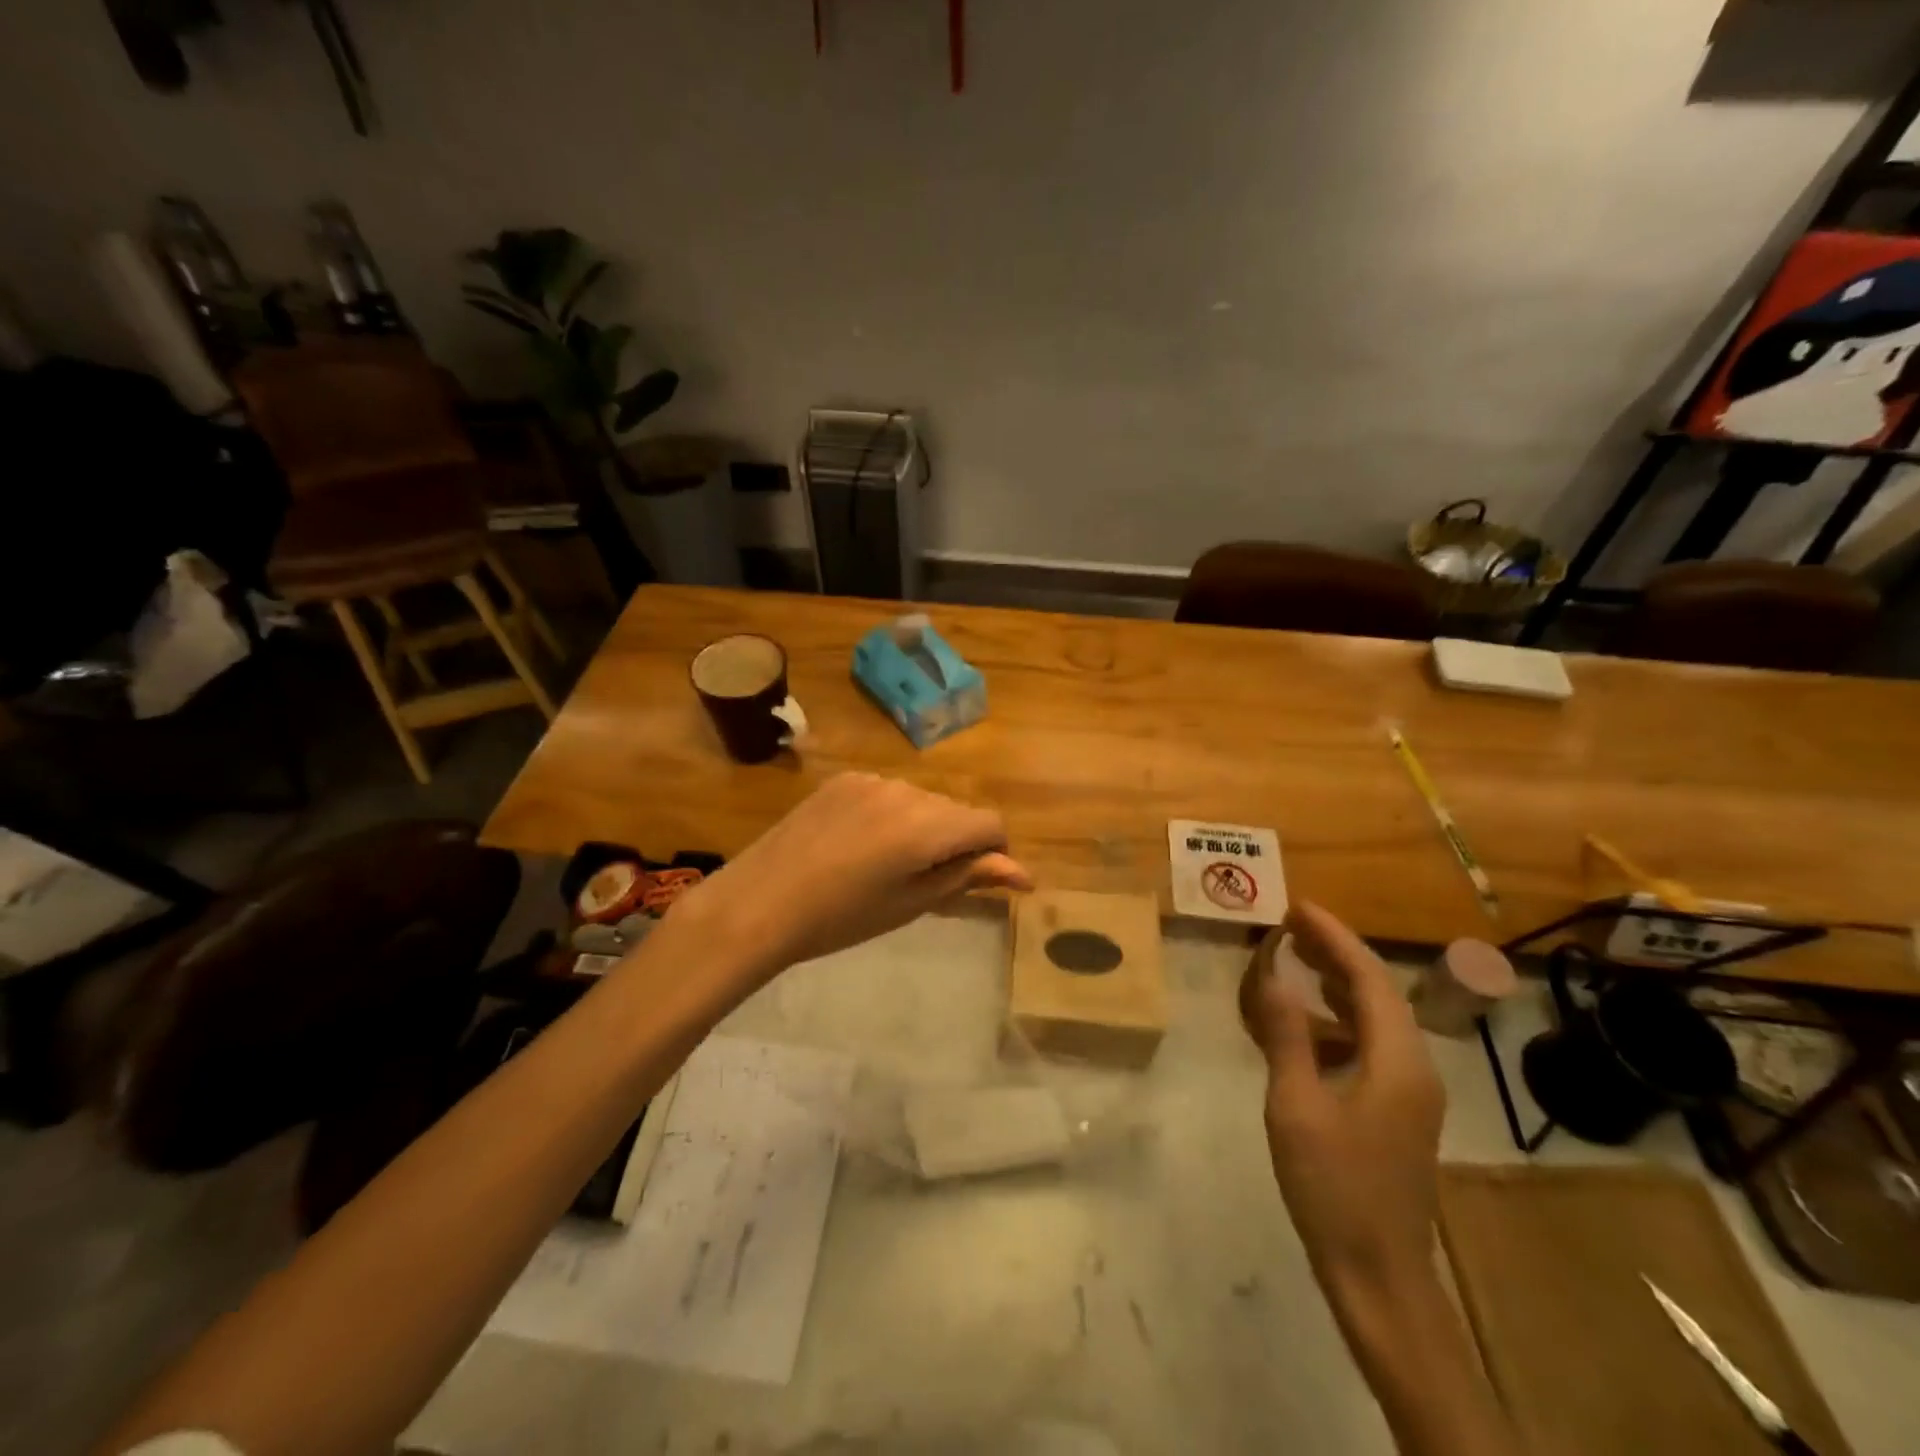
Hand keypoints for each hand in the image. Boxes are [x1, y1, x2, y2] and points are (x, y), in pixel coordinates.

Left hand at [664, 772, 1032, 983]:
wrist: (760, 903)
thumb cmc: (841, 919)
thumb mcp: (911, 902)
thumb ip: (968, 877)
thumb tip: (1022, 873)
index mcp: (927, 826)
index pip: (989, 824)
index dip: (994, 854)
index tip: (977, 883)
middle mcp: (905, 790)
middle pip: (955, 811)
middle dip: (956, 842)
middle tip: (927, 884)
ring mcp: (871, 779)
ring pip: (922, 801)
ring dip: (924, 828)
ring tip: (887, 866)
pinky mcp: (844, 779)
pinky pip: (888, 793)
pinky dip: (891, 816)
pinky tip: (860, 846)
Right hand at [1244, 903, 1444, 1293]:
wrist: (1379, 1275)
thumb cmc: (1335, 1187)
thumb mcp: (1296, 1106)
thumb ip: (1286, 1036)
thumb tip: (1271, 974)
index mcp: (1397, 1061)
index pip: (1369, 978)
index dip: (1334, 937)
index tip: (1296, 907)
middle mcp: (1414, 1067)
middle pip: (1378, 992)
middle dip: (1336, 953)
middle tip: (1290, 925)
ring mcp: (1410, 1092)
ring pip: (1376, 1018)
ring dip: (1337, 984)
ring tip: (1295, 960)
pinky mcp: (1397, 1111)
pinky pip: (1371, 1045)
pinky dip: (1339, 1020)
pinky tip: (1309, 1024)